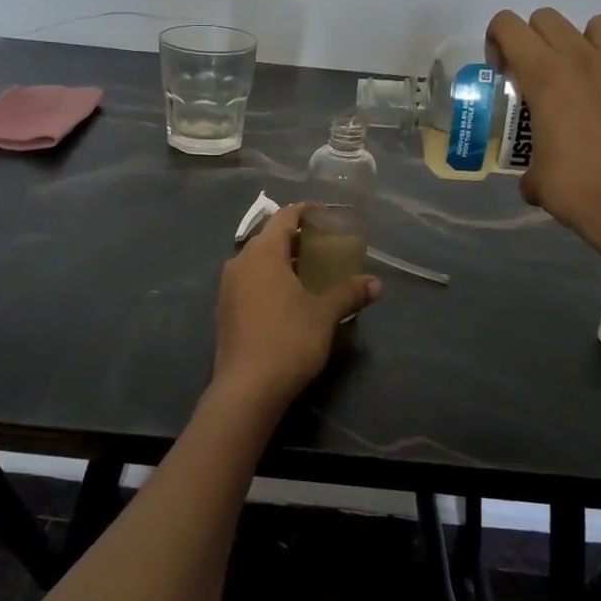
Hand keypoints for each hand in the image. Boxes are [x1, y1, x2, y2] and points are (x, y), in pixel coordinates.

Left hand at [209, 203, 381, 414]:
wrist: (247, 388)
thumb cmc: (289, 340)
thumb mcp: (325, 314)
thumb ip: (349, 293)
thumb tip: (376, 283)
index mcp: (262, 253)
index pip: (284, 217)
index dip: (305, 212)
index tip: (325, 215)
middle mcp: (239, 262)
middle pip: (269, 238)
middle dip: (296, 239)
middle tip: (324, 246)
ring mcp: (227, 287)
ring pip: (257, 262)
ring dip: (282, 262)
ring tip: (309, 272)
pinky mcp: (224, 311)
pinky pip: (249, 283)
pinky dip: (269, 281)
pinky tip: (288, 299)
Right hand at [485, 8, 600, 270]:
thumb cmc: (577, 190)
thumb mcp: (534, 177)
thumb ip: (529, 162)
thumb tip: (534, 175)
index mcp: (543, 76)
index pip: (508, 25)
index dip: (498, 42)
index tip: (503, 71)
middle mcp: (581, 58)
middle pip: (548, 19)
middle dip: (535, 40)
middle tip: (539, 76)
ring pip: (598, 23)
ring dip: (584, 41)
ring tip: (586, 72)